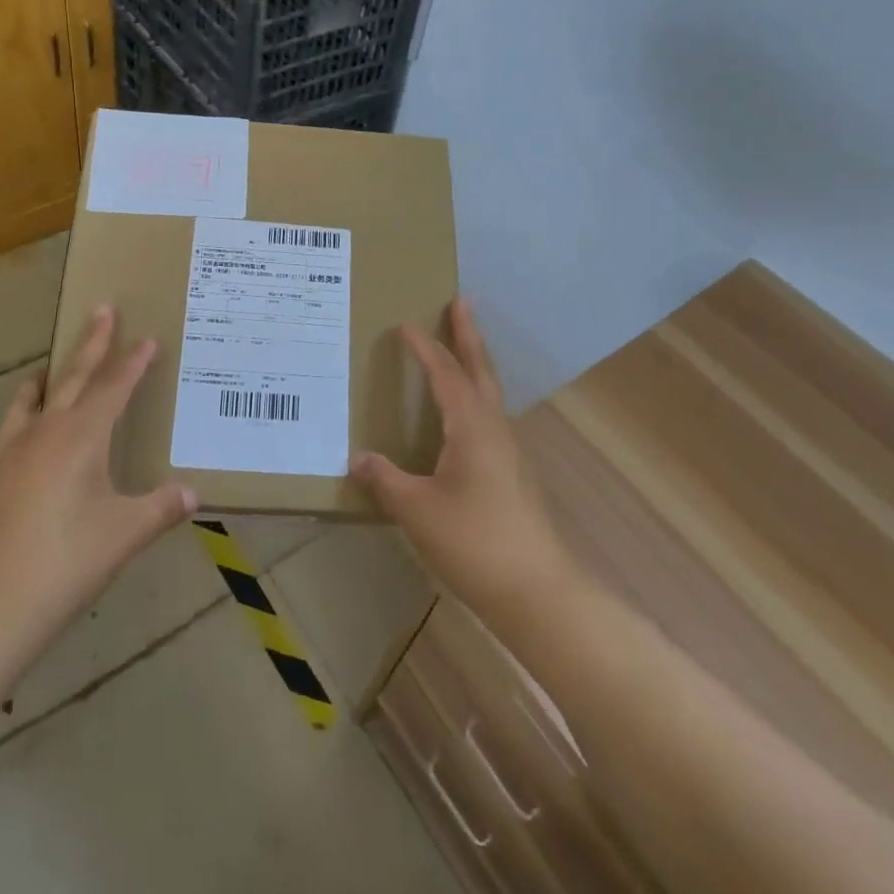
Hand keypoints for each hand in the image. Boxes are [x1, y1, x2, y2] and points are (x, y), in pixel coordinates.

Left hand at [0, 307, 196, 645]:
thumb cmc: (67, 563)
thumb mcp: (124, 534)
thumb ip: (161, 508)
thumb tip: (194, 493)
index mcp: (81, 438)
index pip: (113, 388)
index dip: (133, 362)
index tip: (147, 338)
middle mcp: (46, 433)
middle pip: (74, 377)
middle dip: (92, 343)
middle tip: (102, 309)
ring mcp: (14, 452)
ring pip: (36, 397)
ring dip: (53, 374)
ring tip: (55, 363)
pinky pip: (14, 425)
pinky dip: (26, 409)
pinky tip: (29, 425)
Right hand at [350, 300, 574, 619]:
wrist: (537, 591)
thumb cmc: (474, 542)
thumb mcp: (416, 510)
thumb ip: (385, 479)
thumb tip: (357, 458)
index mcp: (471, 426)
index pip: (444, 373)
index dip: (424, 347)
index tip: (404, 324)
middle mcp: (493, 428)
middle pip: (480, 369)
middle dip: (468, 334)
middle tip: (460, 302)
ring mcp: (507, 450)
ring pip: (489, 392)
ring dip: (474, 362)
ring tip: (459, 347)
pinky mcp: (511, 472)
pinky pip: (490, 415)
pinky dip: (475, 394)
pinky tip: (463, 414)